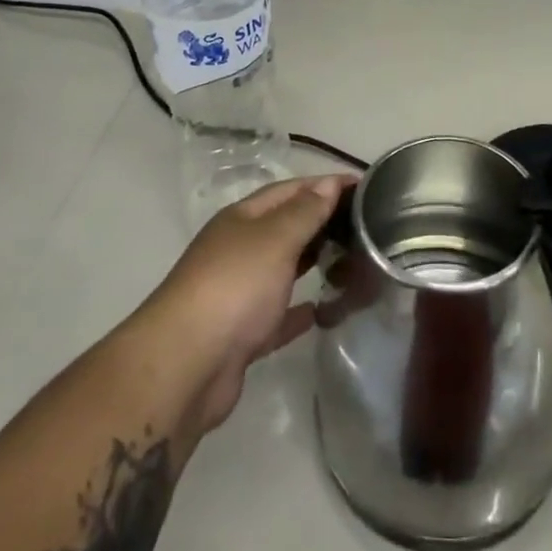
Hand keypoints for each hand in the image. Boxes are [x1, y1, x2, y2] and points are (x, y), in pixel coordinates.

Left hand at [140, 175, 347, 432]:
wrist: (186, 366)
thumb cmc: (234, 287)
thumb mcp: (275, 239)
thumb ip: (305, 213)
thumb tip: (328, 183)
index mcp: (242, 220)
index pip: (289, 190)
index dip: (324, 184)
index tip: (363, 186)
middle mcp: (238, 250)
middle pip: (285, 227)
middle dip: (321, 222)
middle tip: (365, 225)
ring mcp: (238, 294)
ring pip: (283, 270)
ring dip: (312, 263)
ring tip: (352, 261)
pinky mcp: (242, 335)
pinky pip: (278, 315)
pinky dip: (300, 311)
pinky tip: (324, 311)